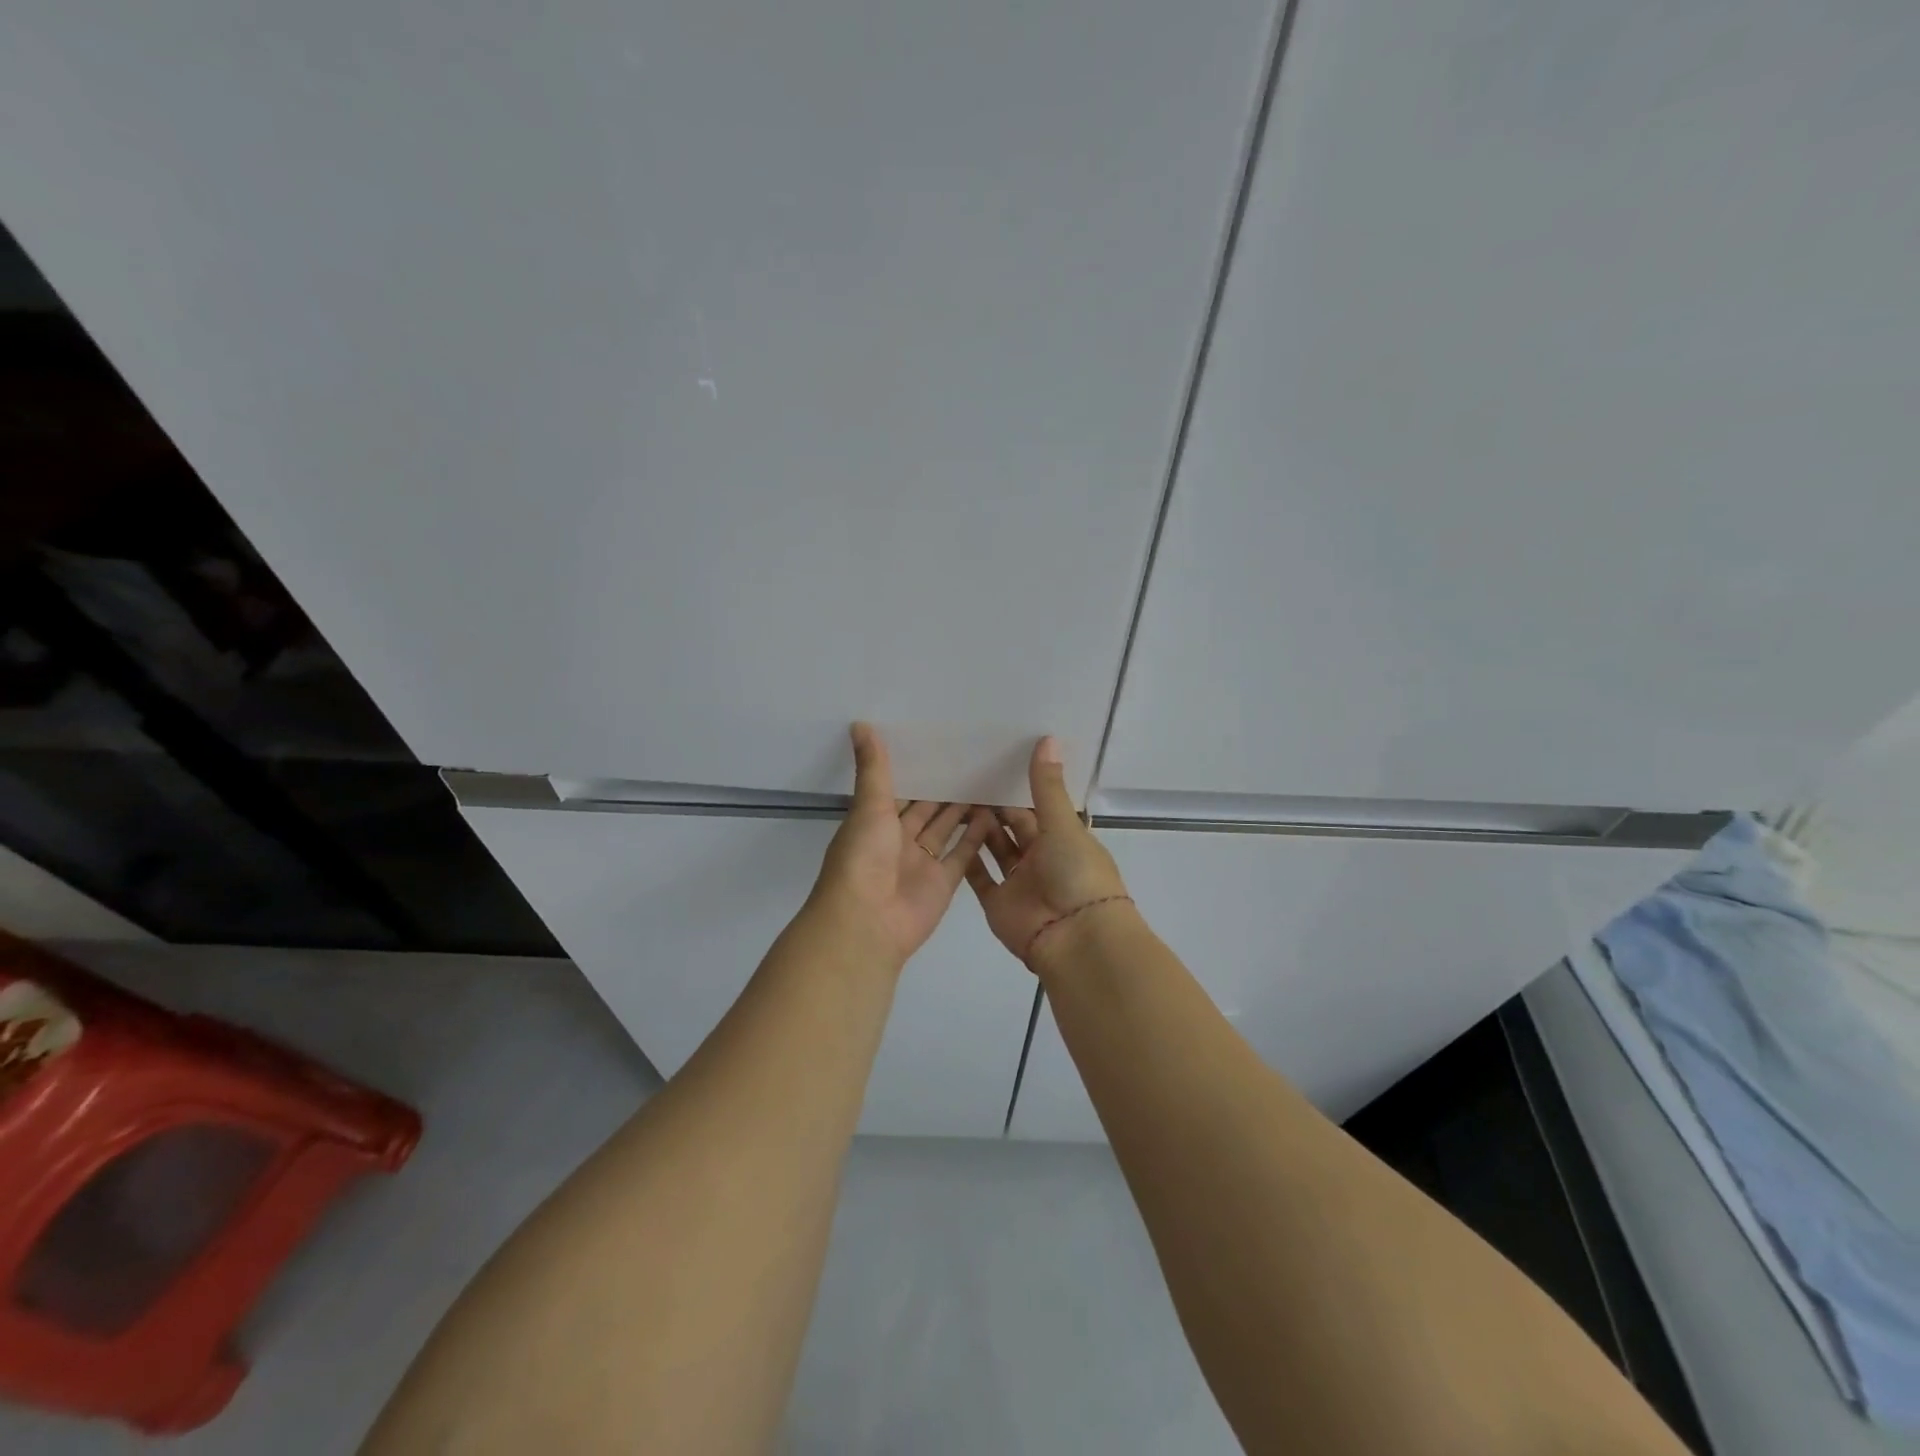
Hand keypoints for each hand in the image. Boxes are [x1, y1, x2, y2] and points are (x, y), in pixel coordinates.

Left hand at [807, 724, 993, 969]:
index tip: (941, 743)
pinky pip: (962, 854)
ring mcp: (922, 862)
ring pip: (946, 829)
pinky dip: (976, 836)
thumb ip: (873, 768)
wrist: (867, 922)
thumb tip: (860, 723)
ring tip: (988, 779)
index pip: (899, 790)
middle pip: (925, 809)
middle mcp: (898, 840)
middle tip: (973, 758)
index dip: (917, 770)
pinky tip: (994, 812)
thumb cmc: (863, 858)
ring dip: (963, 809)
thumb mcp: (869, 806)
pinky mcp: (944, 882)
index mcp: (875, 821)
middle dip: (944, 788)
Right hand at [965, 737, 1130, 967]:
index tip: (992, 761)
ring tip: (951, 797)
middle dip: (994, 806)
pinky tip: (945, 833)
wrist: (1074, 938)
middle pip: (1014, 827)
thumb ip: (1047, 786)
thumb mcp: (1062, 825)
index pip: (1037, 807)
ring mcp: (1018, 882)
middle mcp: (1041, 858)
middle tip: (963, 775)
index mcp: (1063, 838)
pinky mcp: (997, 903)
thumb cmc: (1076, 874)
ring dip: (978, 828)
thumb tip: (1047, 737)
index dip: (1018, 788)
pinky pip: (979, 877)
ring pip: (995, 849)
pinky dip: (966, 858)